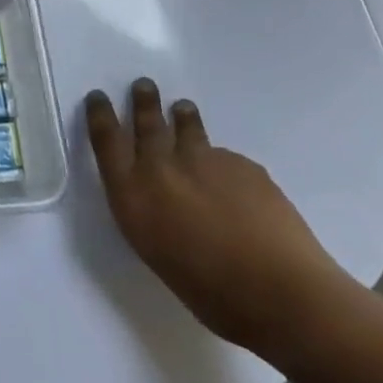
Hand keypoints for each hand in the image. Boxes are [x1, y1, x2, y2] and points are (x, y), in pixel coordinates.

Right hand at [86, 79, 355, 353]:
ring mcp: (203, 160)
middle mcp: (161, 167)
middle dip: (143, 101)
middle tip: (144, 86)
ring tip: (183, 110)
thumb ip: (151, 214)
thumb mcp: (159, 254)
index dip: (100, 114)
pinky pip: (226, 157)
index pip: (106, 138)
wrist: (284, 295)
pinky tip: (235, 184)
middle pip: (146, 121)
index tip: (98, 97)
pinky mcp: (242, 164)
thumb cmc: (214, 296)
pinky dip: (224, 164)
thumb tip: (160, 198)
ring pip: (188, 127)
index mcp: (133, 194)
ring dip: (182, 117)